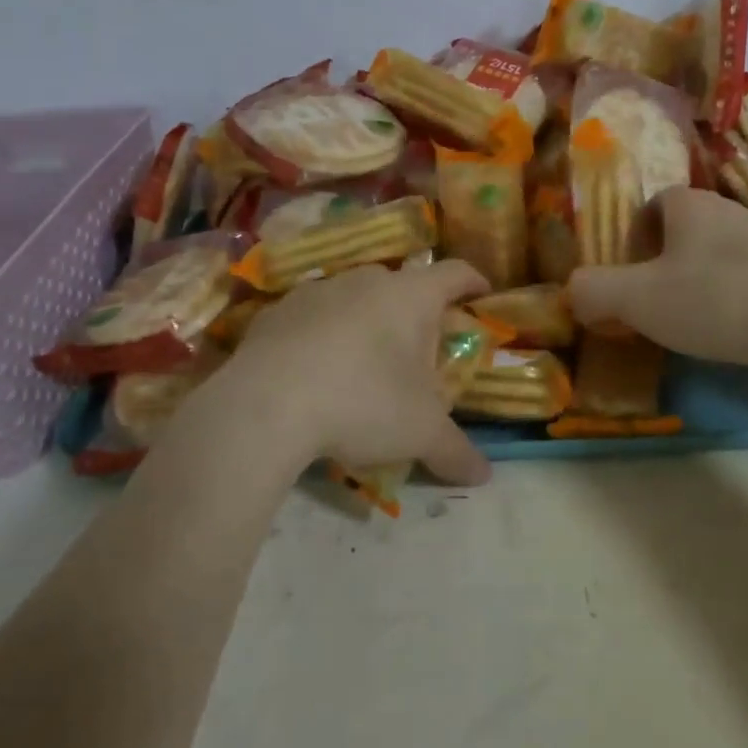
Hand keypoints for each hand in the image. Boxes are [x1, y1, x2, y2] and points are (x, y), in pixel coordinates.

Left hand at [213, 259, 494, 486]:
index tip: (481, 293)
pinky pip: (313, 317)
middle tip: (420, 352)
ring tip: (365, 364)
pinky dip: (324, 335)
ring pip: (355, 298)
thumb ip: (456, 451)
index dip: (472, 281)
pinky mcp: (277, 311)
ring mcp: (317, 290)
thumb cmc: (362, 403)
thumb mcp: (420, 433)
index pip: (454, 272)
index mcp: (411, 295)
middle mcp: (366, 280)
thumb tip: (483, 475)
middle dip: (416, 314)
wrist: (265, 405)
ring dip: (367, 322)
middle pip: (403, 287)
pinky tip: (316, 372)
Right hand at [568, 188, 747, 378]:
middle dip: (657, 265)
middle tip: (646, 305)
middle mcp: (728, 212)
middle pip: (679, 232)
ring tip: (685, 324)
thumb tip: (572, 291)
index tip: (624, 277)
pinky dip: (727, 301)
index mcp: (689, 204)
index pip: (648, 205)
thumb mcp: (636, 299)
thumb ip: (593, 290)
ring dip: (692, 285)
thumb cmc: (716, 301)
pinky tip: (728, 332)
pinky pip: (743, 280)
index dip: (629, 239)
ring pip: (711, 257)